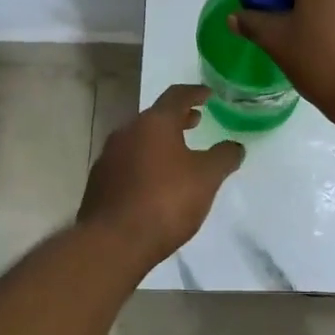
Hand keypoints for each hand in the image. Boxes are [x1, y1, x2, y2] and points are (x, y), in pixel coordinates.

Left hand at [77, 84, 244, 267]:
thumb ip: (224, 157)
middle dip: (177, 119)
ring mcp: (109, 157)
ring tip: (178, 154)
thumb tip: (235, 146)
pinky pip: (127, 163)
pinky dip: (145, 163)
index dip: (194, 93)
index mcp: (154, 123)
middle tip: (195, 121)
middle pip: (155, 117)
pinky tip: (155, 183)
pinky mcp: (99, 182)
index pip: (176, 96)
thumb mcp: (206, 178)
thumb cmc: (165, 201)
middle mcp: (127, 132)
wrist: (113, 242)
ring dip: (160, 142)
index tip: (208, 94)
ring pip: (139, 140)